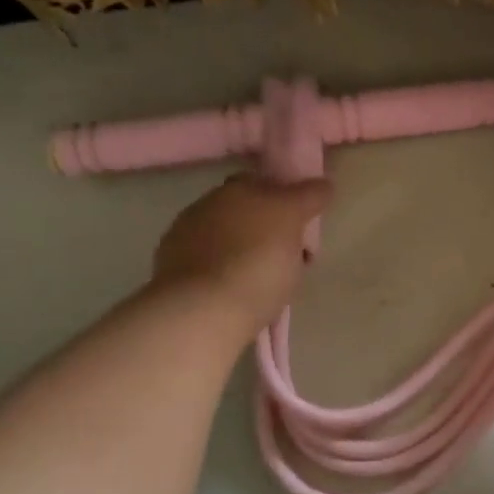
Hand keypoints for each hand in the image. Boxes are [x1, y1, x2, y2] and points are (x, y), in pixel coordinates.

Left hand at [151, 175, 331, 328]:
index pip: (266, 183)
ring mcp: (184, 237)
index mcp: (237, 187)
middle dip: (264, 226)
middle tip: (286, 254)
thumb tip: (323, 184)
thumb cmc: (258, 262)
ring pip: (224, 237)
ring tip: (261, 279)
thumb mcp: (292, 222)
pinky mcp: (171, 270)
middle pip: (244, 211)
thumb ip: (308, 197)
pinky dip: (221, 271)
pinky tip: (234, 290)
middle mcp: (207, 204)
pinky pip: (208, 264)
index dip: (286, 201)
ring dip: (241, 249)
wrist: (202, 311)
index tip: (303, 225)